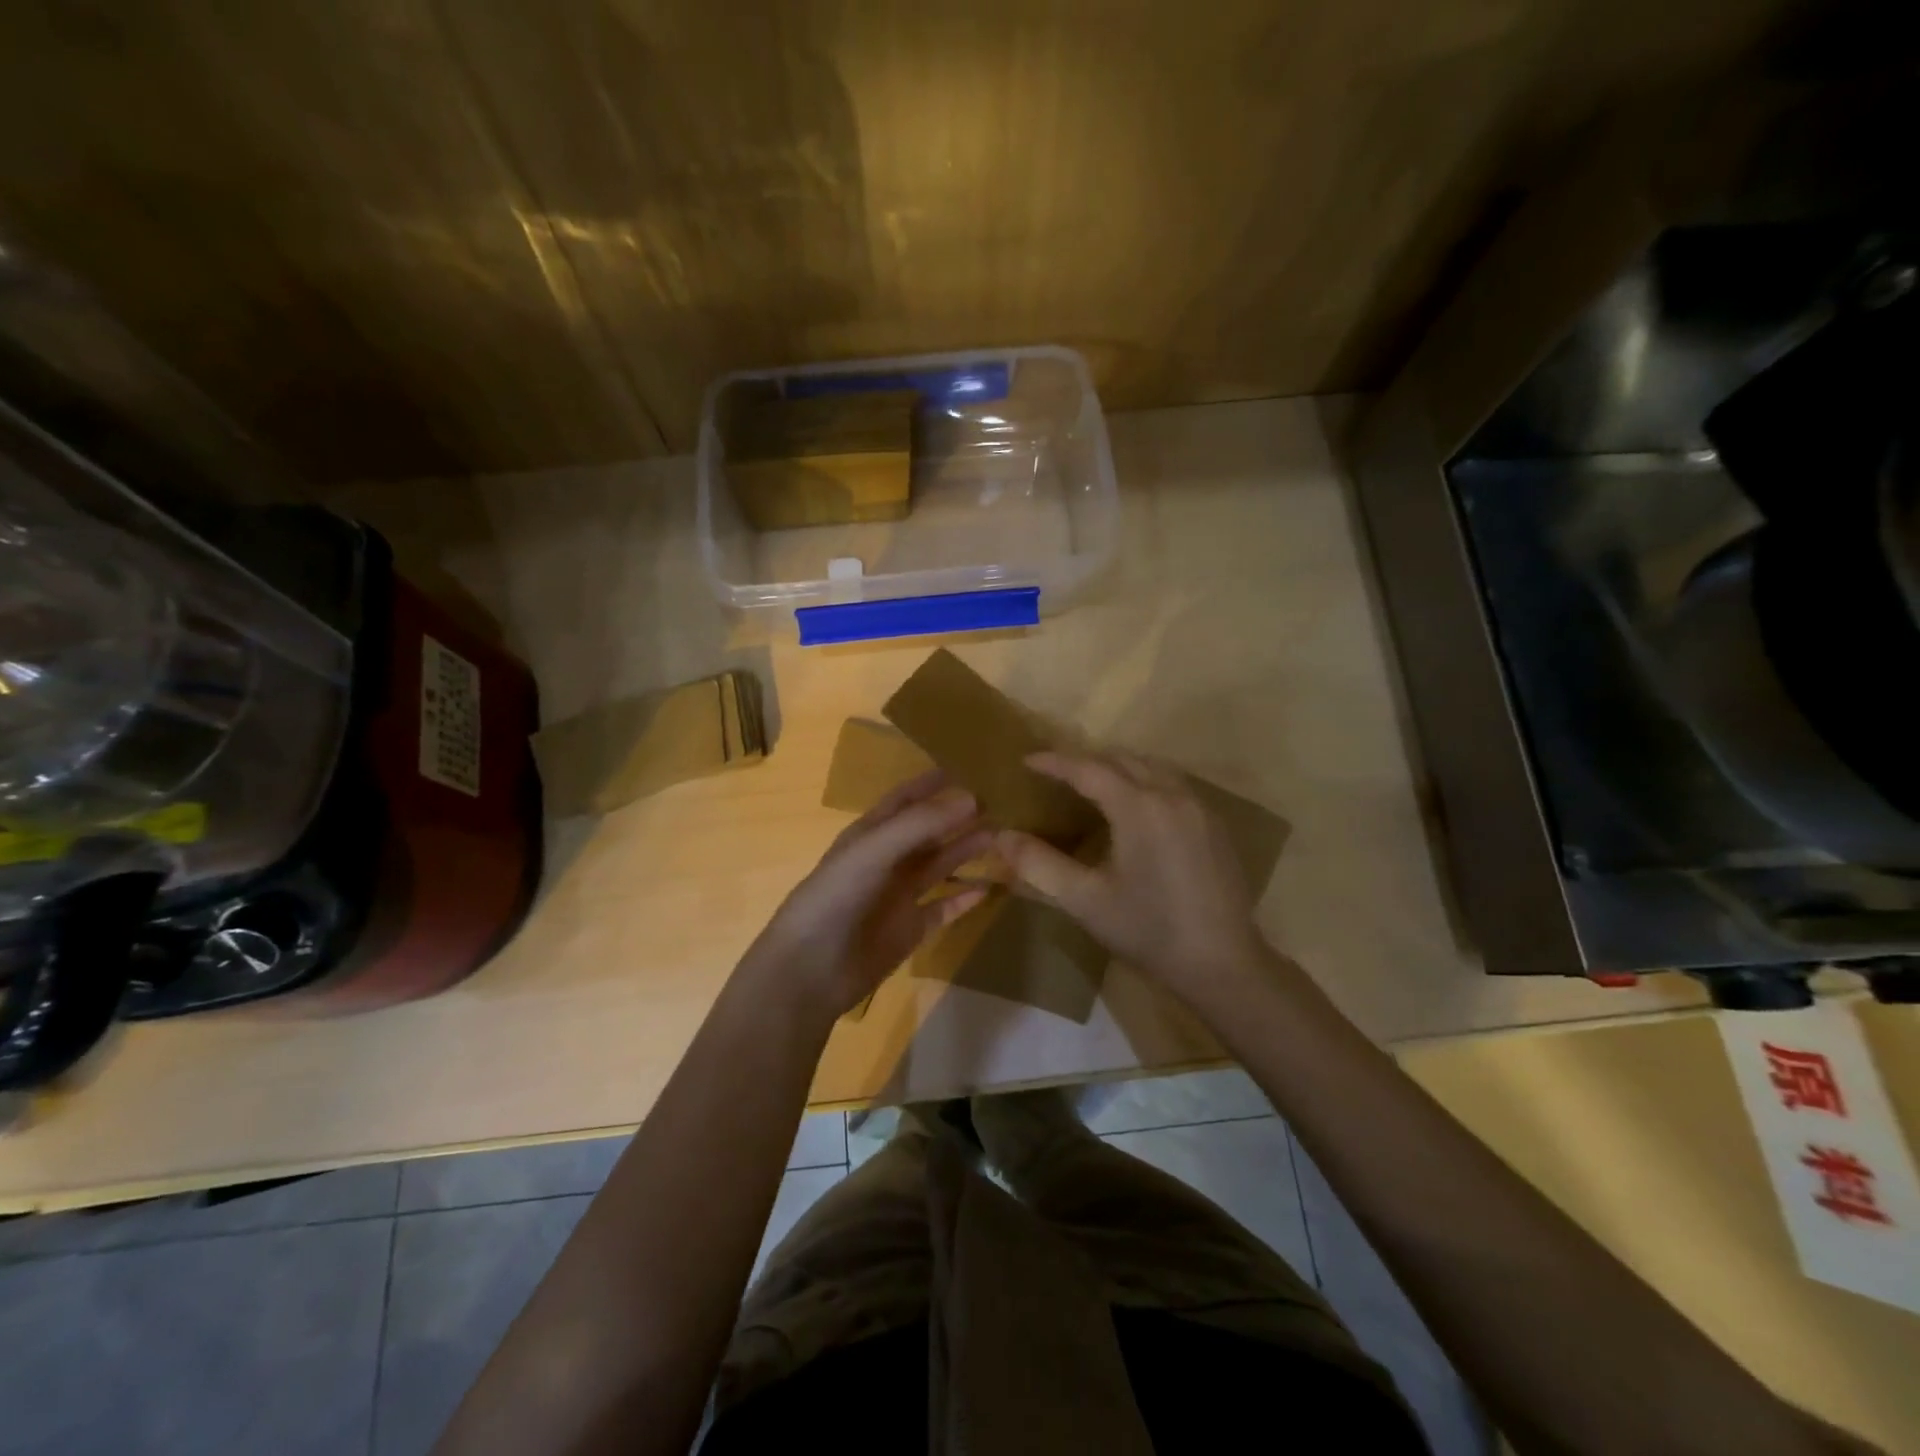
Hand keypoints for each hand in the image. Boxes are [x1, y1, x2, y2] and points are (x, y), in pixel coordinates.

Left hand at [747, 770, 991, 1020]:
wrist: (811, 970)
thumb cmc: (836, 898)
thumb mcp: (874, 850)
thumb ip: (921, 824)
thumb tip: (972, 796)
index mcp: (870, 834)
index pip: (905, 799)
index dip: (933, 783)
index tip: (971, 766)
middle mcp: (886, 860)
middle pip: (929, 831)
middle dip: (960, 815)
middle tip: (1002, 802)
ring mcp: (899, 896)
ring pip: (940, 865)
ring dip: (968, 850)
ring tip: (1004, 835)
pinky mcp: (910, 929)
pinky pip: (944, 907)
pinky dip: (965, 898)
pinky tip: (991, 888)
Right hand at [995, 750, 1268, 999]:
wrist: (1223, 963)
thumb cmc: (1149, 930)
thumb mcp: (1085, 901)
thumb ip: (1039, 864)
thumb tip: (1000, 836)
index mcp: (1139, 807)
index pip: (1088, 769)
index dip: (1055, 762)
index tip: (1027, 760)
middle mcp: (1172, 795)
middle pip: (1122, 759)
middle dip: (1086, 760)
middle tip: (1055, 772)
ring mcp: (1200, 808)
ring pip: (1152, 767)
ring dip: (1118, 767)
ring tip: (1092, 784)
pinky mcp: (1216, 825)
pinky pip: (1173, 785)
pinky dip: (1146, 781)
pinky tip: (1136, 808)